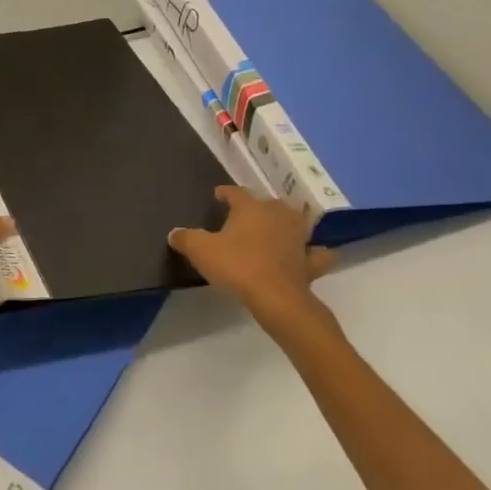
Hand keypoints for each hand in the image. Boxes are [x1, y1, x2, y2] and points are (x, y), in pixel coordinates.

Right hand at [169, 186, 339, 332]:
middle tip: (245, 216)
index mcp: (251, 208)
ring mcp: (298, 237)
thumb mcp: (201, 250)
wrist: (276, 297)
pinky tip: (309, 255)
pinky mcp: (310, 261)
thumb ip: (186, 239)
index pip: (236, 192)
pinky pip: (316, 253)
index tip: (218, 195)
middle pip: (268, 203)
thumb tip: (174, 233)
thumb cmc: (236, 266)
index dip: (225, 193)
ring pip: (296, 221)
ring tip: (278, 228)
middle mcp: (278, 215)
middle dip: (257, 207)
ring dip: (287, 223)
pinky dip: (314, 252)